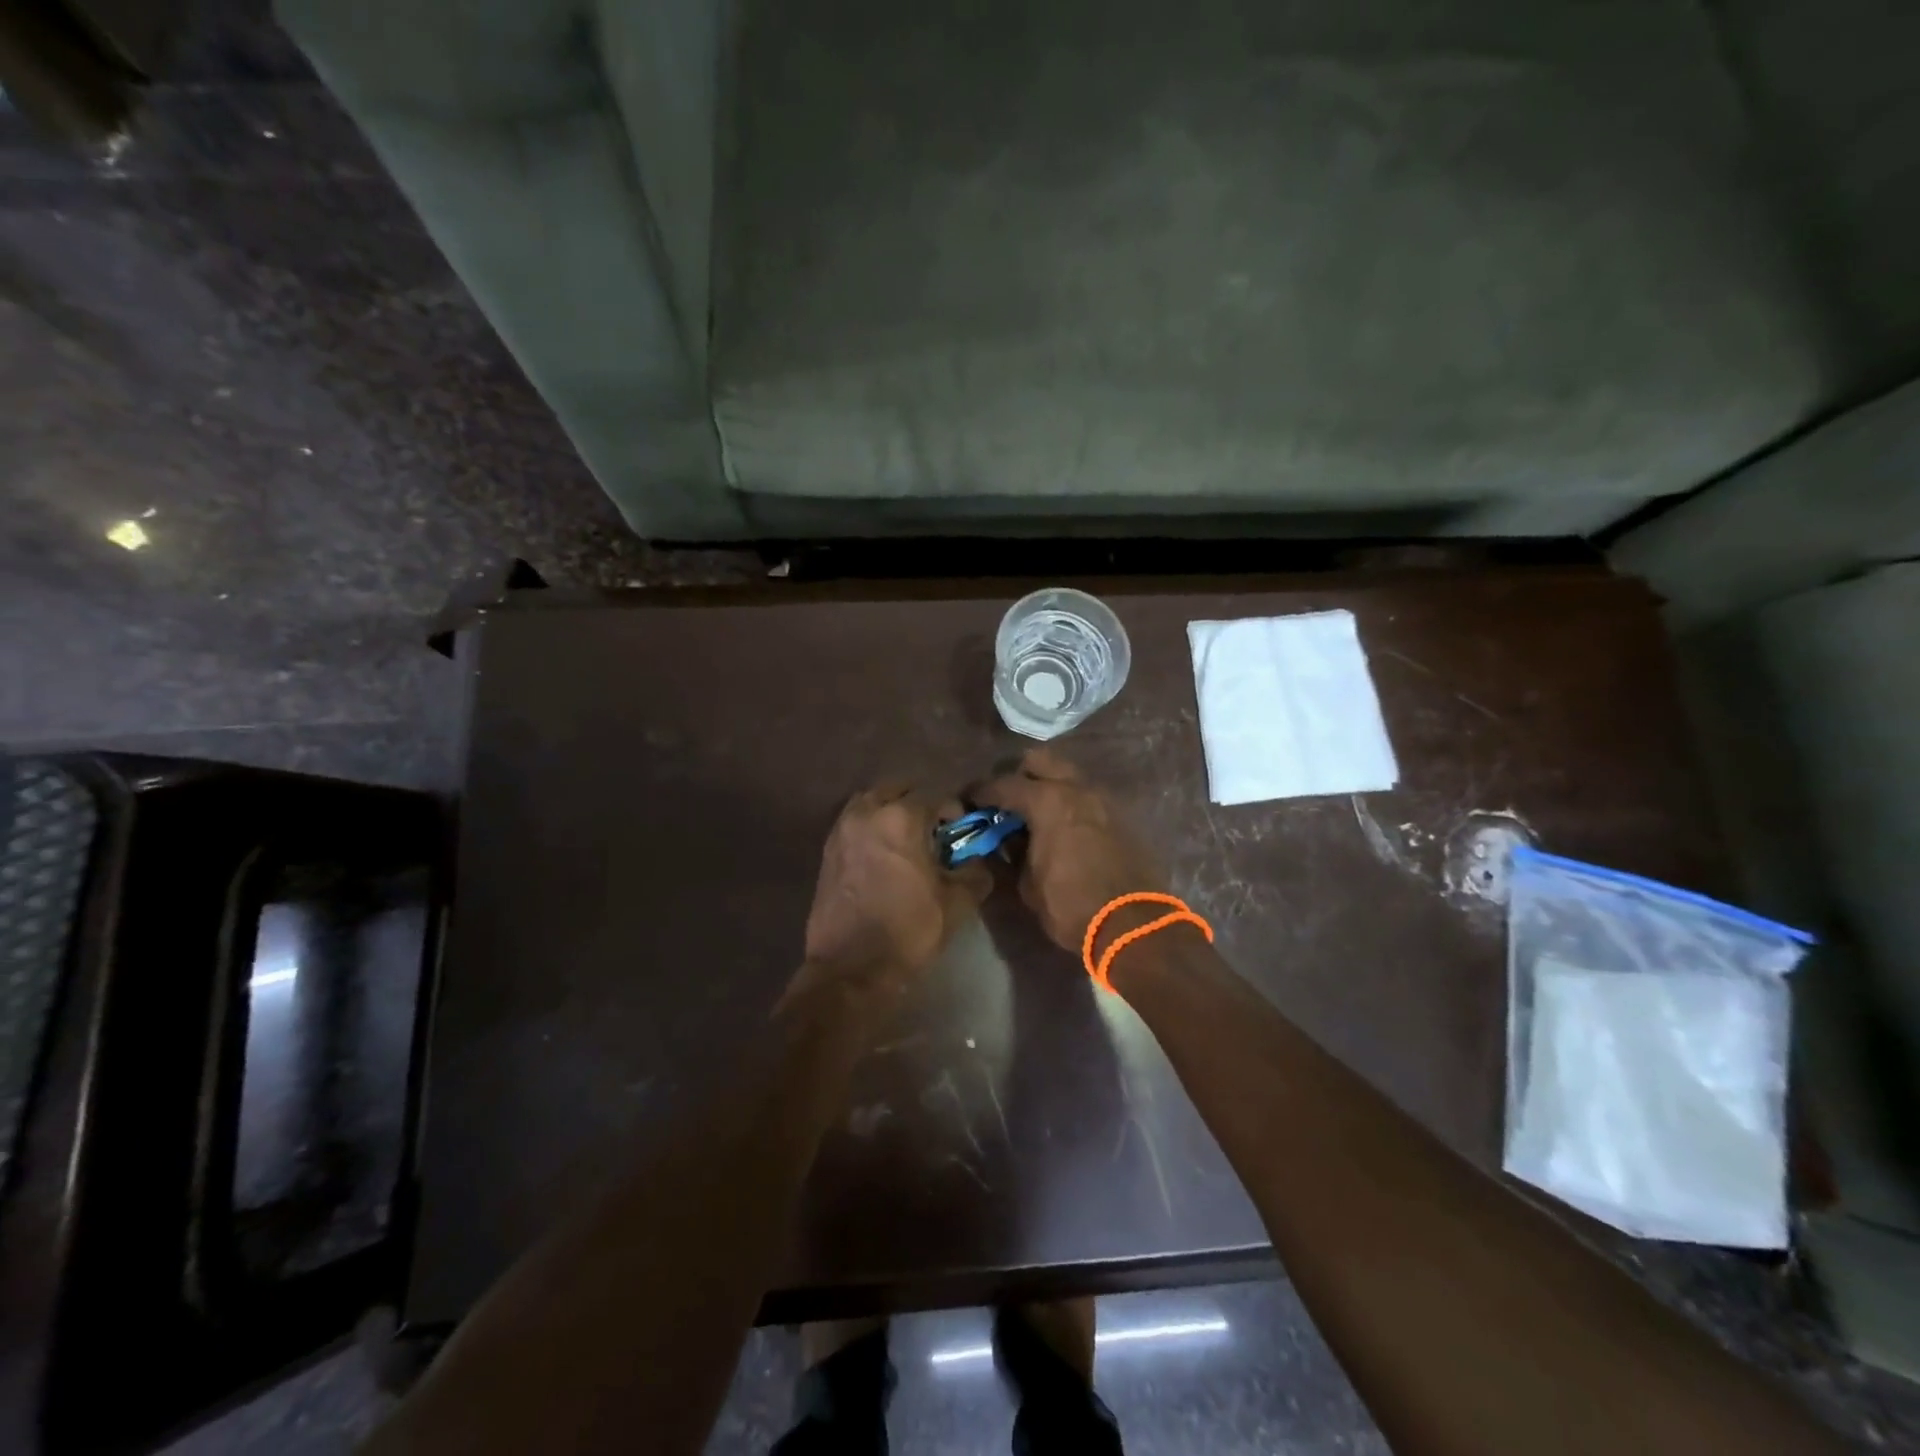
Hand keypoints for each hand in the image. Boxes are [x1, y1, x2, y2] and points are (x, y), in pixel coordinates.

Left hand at [800, 784, 990, 993]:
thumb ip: (974, 872)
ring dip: (890, 810)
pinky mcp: (827, 850)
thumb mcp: (956, 903)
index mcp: (901, 818)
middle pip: (898, 789)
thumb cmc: (908, 931)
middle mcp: (867, 813)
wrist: (851, 968)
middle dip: (919, 803)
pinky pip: (854, 823)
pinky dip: (870, 827)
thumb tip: (981, 860)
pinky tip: (883, 854)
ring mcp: (842, 830)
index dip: (953, 812)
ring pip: (871, 802)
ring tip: (906, 839)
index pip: (936, 795)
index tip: (961, 833)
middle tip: (933, 830)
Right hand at [978, 749, 1166, 952]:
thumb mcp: (1028, 885)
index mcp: (1048, 801)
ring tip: (1034, 815)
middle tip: (1006, 801)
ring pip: (1068, 776)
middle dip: (1019, 775)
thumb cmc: (1071, 906)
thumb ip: (1011, 855)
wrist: (1134, 925)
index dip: (981, 792)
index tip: (968, 801)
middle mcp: (1076, 789)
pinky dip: (1070, 804)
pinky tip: (1062, 829)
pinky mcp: (1121, 816)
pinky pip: (1087, 798)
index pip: (1004, 785)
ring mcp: (1103, 799)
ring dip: (1049, 788)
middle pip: (1040, 761)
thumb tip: (1003, 842)